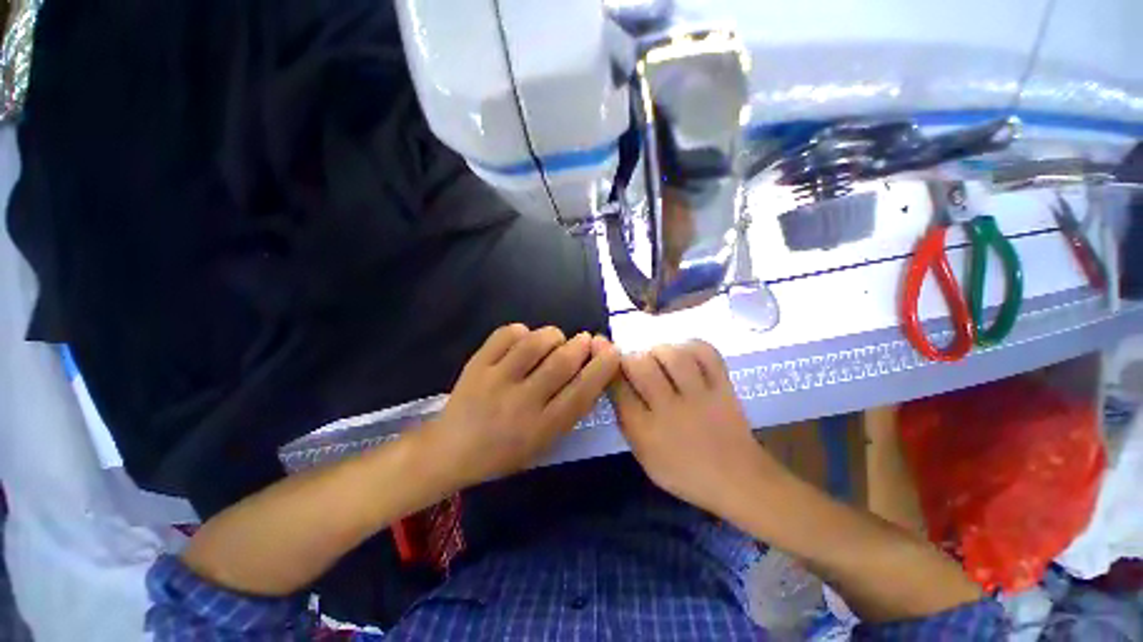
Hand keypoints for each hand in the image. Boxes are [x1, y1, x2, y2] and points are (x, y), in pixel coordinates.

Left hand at [424, 324, 619, 486]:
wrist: (451, 450)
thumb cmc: (505, 452)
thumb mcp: (544, 441)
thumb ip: (570, 409)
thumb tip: (592, 372)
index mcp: (541, 428)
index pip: (582, 392)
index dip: (602, 367)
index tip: (612, 351)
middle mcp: (520, 402)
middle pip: (562, 362)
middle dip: (581, 345)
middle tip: (585, 340)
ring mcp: (495, 380)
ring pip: (536, 342)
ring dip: (553, 335)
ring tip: (554, 340)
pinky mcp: (477, 364)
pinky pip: (508, 333)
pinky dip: (523, 331)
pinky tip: (524, 340)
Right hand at [611, 341, 777, 517]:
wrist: (738, 480)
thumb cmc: (684, 471)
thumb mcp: (644, 455)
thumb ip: (626, 420)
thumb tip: (615, 385)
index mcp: (647, 432)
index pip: (618, 389)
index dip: (611, 370)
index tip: (610, 364)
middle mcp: (671, 410)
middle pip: (641, 366)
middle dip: (631, 358)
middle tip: (634, 363)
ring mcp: (700, 396)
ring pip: (672, 355)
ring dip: (659, 351)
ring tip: (658, 358)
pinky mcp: (724, 386)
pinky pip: (706, 353)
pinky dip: (691, 347)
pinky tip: (684, 354)